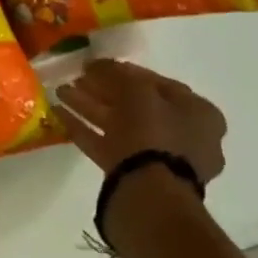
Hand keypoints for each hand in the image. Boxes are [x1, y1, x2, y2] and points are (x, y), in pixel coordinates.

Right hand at [55, 60, 226, 186]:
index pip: (159, 84)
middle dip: (103, 90)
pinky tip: (58, 115)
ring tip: (60, 92)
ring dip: (90, 107)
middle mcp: (184, 136)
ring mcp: (158, 159)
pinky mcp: (134, 175)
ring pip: (119, 125)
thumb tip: (97, 64)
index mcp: (199, 114)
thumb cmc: (154, 133)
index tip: (98, 66)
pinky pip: (107, 145)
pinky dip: (84, 129)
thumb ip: (117, 74)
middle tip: (76, 79)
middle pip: (136, 105)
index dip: (126, 72)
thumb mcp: (137, 92)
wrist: (150, 192)